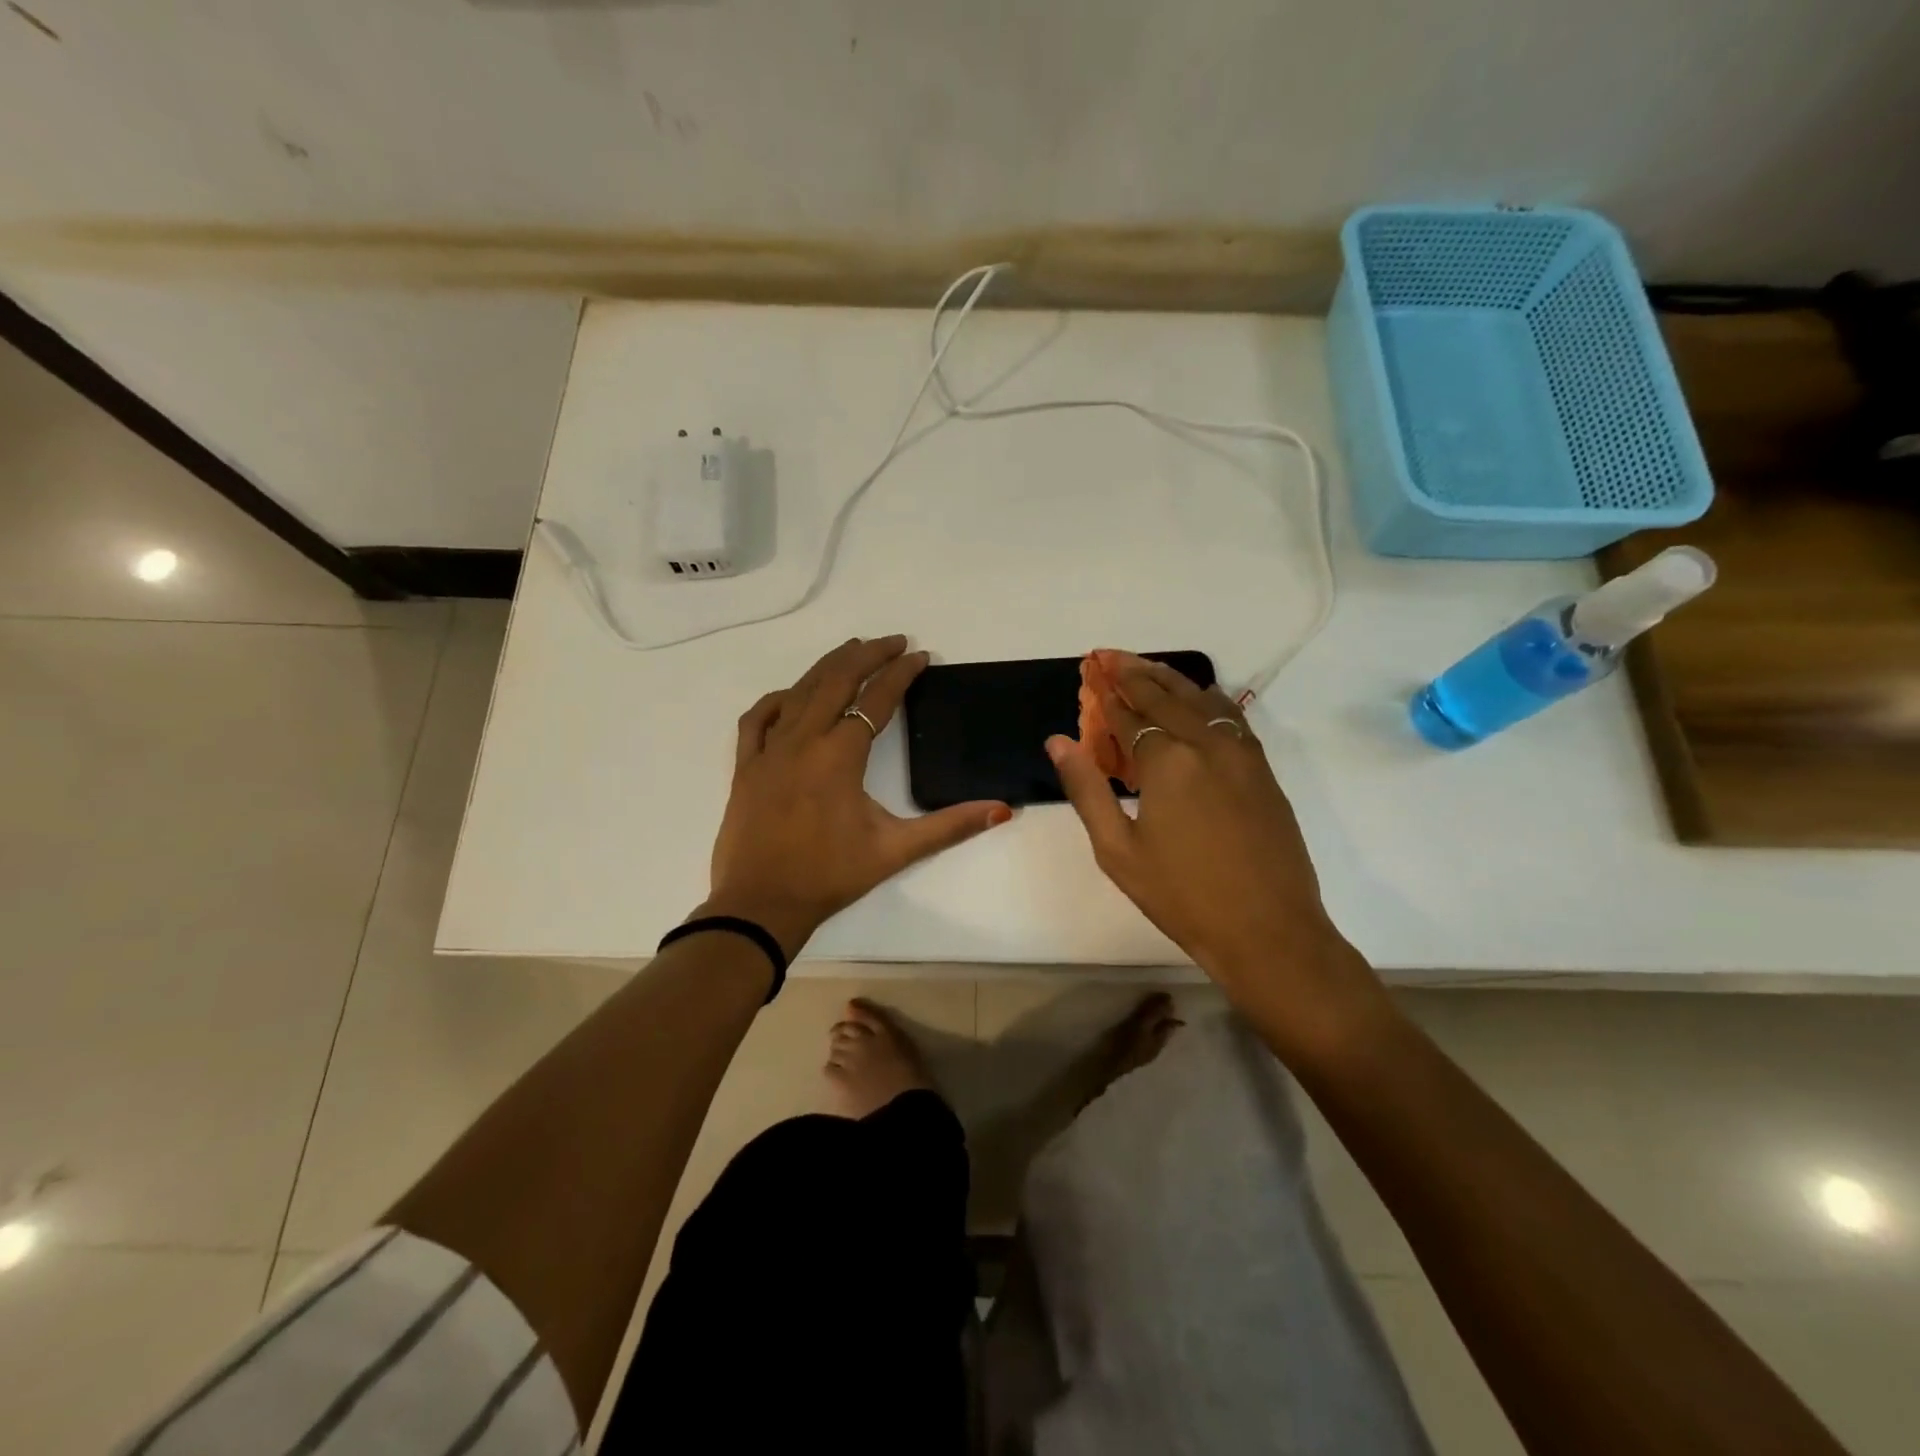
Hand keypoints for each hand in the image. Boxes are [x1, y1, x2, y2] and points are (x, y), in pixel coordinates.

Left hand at [703, 635, 1012, 954]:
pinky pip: (759, 718)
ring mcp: (769, 750)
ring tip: (853, 650)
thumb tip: (1002, 810)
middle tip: (894, 642)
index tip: (921, 656)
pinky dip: (780, 698)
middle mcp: (803, 740)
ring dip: (829, 666)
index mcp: (840, 755)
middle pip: (837, 680)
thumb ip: (950, 826)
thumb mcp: (895, 850)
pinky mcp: (746, 765)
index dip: (902, 673)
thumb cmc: (830, 876)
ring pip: (799, 690)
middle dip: (868, 654)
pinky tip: (793, 695)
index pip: (877, 699)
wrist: (761, 904)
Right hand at [1048, 651, 1377, 1034]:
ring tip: (1144, 665)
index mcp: (1167, 762)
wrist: (1269, 931)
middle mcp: (1206, 743)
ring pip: (1201, 697)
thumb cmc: (1182, 896)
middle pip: (1165, 694)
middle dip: (1132, 672)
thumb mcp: (1117, 850)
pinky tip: (1196, 697)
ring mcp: (1242, 752)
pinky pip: (1230, 715)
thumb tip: (1058, 741)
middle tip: (1108, 655)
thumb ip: (1087, 789)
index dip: (1106, 694)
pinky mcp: (1263, 768)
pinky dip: (1206, 697)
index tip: (1090, 673)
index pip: (1129, 715)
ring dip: (1169, 678)